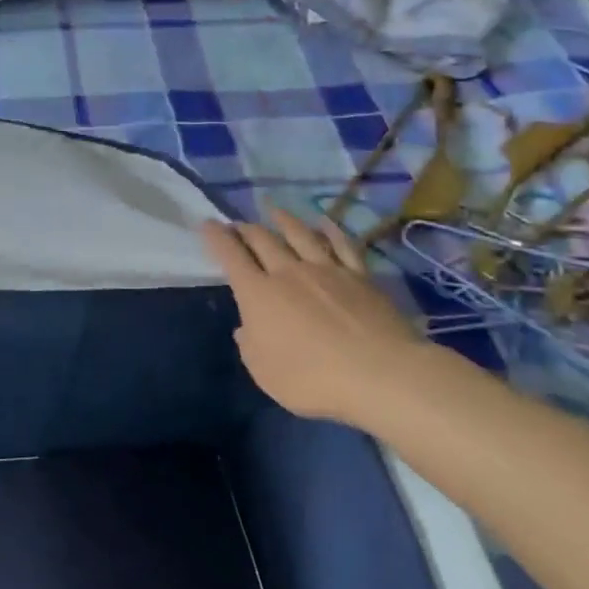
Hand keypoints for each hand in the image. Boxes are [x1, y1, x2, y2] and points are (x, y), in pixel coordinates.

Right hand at [201, 209, 430, 423]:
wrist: (381, 374)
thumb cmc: (313, 378)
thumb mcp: (265, 372)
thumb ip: (250, 346)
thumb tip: (246, 328)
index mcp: (258, 294)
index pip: (231, 256)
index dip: (216, 238)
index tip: (207, 224)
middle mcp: (288, 272)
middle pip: (262, 240)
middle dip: (245, 229)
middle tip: (238, 224)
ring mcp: (326, 270)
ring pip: (299, 235)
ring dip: (283, 220)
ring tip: (273, 210)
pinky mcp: (360, 276)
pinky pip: (342, 245)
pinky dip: (330, 231)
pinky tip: (324, 223)